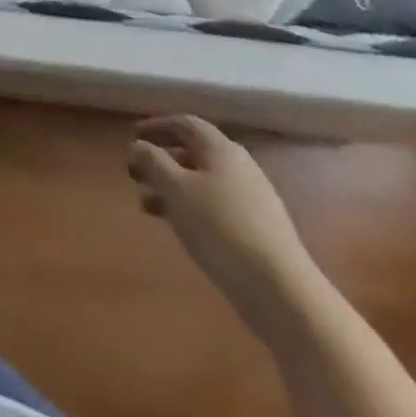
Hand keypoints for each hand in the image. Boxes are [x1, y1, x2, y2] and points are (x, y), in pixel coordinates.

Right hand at [128, 115, 316, 315]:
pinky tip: (178, 227)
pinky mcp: (258, 231)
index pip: (185, 124)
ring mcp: (252, 200)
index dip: (156, 126)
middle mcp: (239, 167)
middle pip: (193, 153)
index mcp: (221, 149)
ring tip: (146, 205)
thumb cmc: (220, 228)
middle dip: (161, 160)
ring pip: (202, 182)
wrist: (282, 292)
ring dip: (172, 187)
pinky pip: (215, 206)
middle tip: (135, 173)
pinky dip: (191, 208)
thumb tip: (138, 145)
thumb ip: (152, 160)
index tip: (133, 136)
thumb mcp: (175, 188)